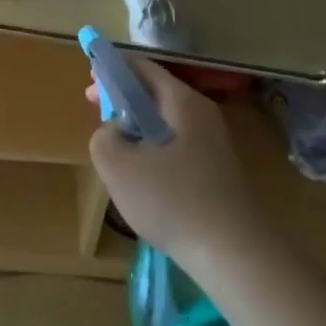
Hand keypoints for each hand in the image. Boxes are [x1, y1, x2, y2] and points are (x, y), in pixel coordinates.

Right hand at [87, 59, 263, 264]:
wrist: (237, 257)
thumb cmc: (172, 201)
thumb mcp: (116, 164)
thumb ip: (103, 135)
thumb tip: (116, 131)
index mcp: (181, 101)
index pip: (141, 67)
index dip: (111, 72)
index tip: (89, 91)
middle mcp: (202, 114)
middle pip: (155, 93)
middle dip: (123, 102)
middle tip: (99, 120)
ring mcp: (215, 144)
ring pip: (166, 123)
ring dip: (138, 130)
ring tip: (119, 155)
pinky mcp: (219, 172)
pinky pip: (179, 147)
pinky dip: (156, 152)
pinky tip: (146, 181)